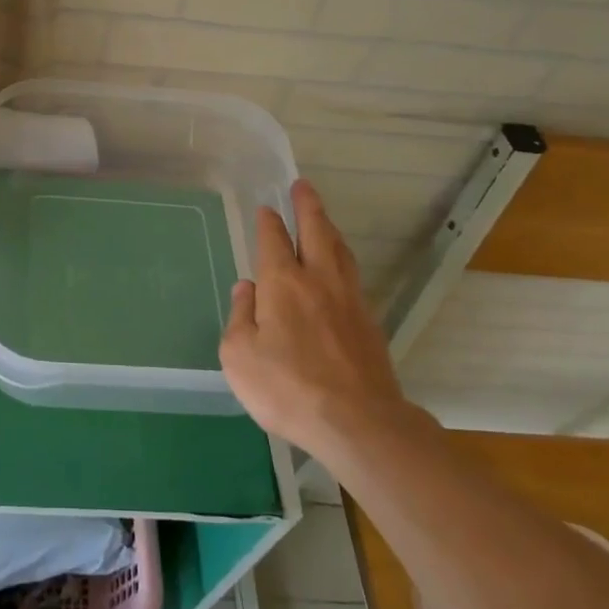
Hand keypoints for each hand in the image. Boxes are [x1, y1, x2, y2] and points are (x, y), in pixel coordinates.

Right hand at [220, 180, 407, 464]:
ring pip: (340, 251)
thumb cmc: (287, 387)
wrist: (358, 422)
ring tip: (323, 219)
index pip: (274, 239)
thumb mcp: (239, 356)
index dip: (269, 221)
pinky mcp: (369, 323)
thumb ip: (240, 317)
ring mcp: (349, 300)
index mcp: (283, 283)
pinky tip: (340, 268)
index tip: (267, 208)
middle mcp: (318, 280)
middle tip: (303, 186)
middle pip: (316, 231)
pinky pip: (353, 276)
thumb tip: (247, 290)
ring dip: (329, 229)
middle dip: (308, 206)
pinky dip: (343, 259)